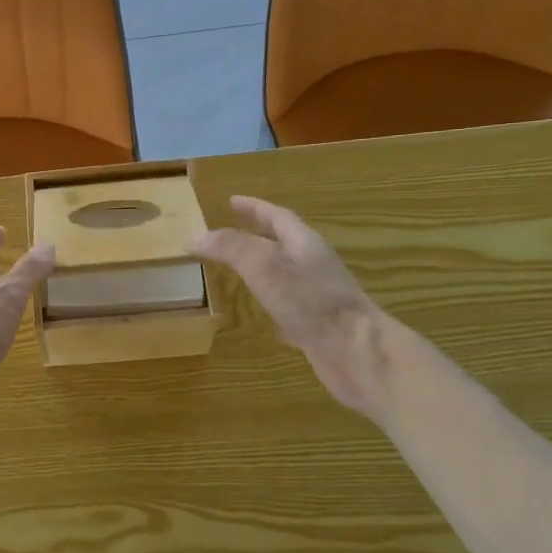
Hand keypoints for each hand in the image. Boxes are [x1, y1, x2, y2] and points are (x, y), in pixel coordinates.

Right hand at [194, 196, 397, 419]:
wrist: (356, 351)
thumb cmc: (311, 301)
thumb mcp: (264, 267)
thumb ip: (231, 248)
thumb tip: (195, 236)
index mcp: (304, 244)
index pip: (277, 217)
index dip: (254, 208)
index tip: (232, 201)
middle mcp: (313, 265)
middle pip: (282, 242)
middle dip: (256, 234)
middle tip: (229, 232)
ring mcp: (317, 295)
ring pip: (284, 273)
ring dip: (262, 267)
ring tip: (238, 268)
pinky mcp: (317, 323)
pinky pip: (289, 303)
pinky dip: (270, 300)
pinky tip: (260, 312)